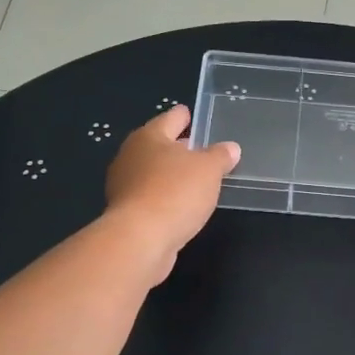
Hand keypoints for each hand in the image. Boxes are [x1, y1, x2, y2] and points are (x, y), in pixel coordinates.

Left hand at [104, 106, 239, 280]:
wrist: (139, 239)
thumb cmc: (175, 192)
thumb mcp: (209, 170)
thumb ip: (220, 156)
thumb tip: (230, 148)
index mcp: (149, 136)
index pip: (171, 118)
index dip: (184, 116)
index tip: (192, 115)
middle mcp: (131, 156)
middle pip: (158, 145)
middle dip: (178, 147)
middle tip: (201, 149)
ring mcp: (124, 185)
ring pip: (153, 171)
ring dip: (171, 174)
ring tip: (195, 180)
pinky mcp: (125, 211)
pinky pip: (150, 195)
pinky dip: (164, 196)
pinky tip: (180, 205)